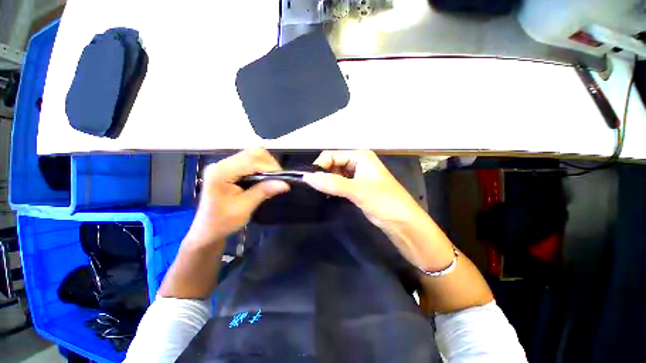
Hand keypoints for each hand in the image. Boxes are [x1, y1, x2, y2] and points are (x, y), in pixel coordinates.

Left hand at [186, 148, 289, 246]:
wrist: (207, 229)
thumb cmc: (223, 222)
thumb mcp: (244, 208)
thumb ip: (263, 192)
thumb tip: (285, 184)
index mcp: (221, 173)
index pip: (251, 160)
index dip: (269, 167)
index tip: (282, 180)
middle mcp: (221, 163)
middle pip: (253, 153)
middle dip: (269, 164)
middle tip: (278, 179)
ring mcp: (224, 164)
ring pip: (253, 154)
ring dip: (266, 165)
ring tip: (272, 178)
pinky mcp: (229, 167)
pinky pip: (250, 160)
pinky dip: (261, 166)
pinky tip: (264, 177)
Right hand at [303, 150, 423, 230]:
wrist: (403, 222)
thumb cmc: (384, 201)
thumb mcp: (358, 190)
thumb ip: (332, 183)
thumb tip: (307, 177)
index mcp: (360, 156)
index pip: (332, 155)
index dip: (320, 165)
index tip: (309, 179)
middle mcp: (358, 163)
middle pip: (333, 163)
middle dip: (323, 173)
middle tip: (313, 187)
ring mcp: (357, 176)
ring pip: (335, 174)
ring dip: (326, 181)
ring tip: (318, 191)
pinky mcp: (356, 188)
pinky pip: (339, 183)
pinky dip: (332, 188)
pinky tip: (327, 195)